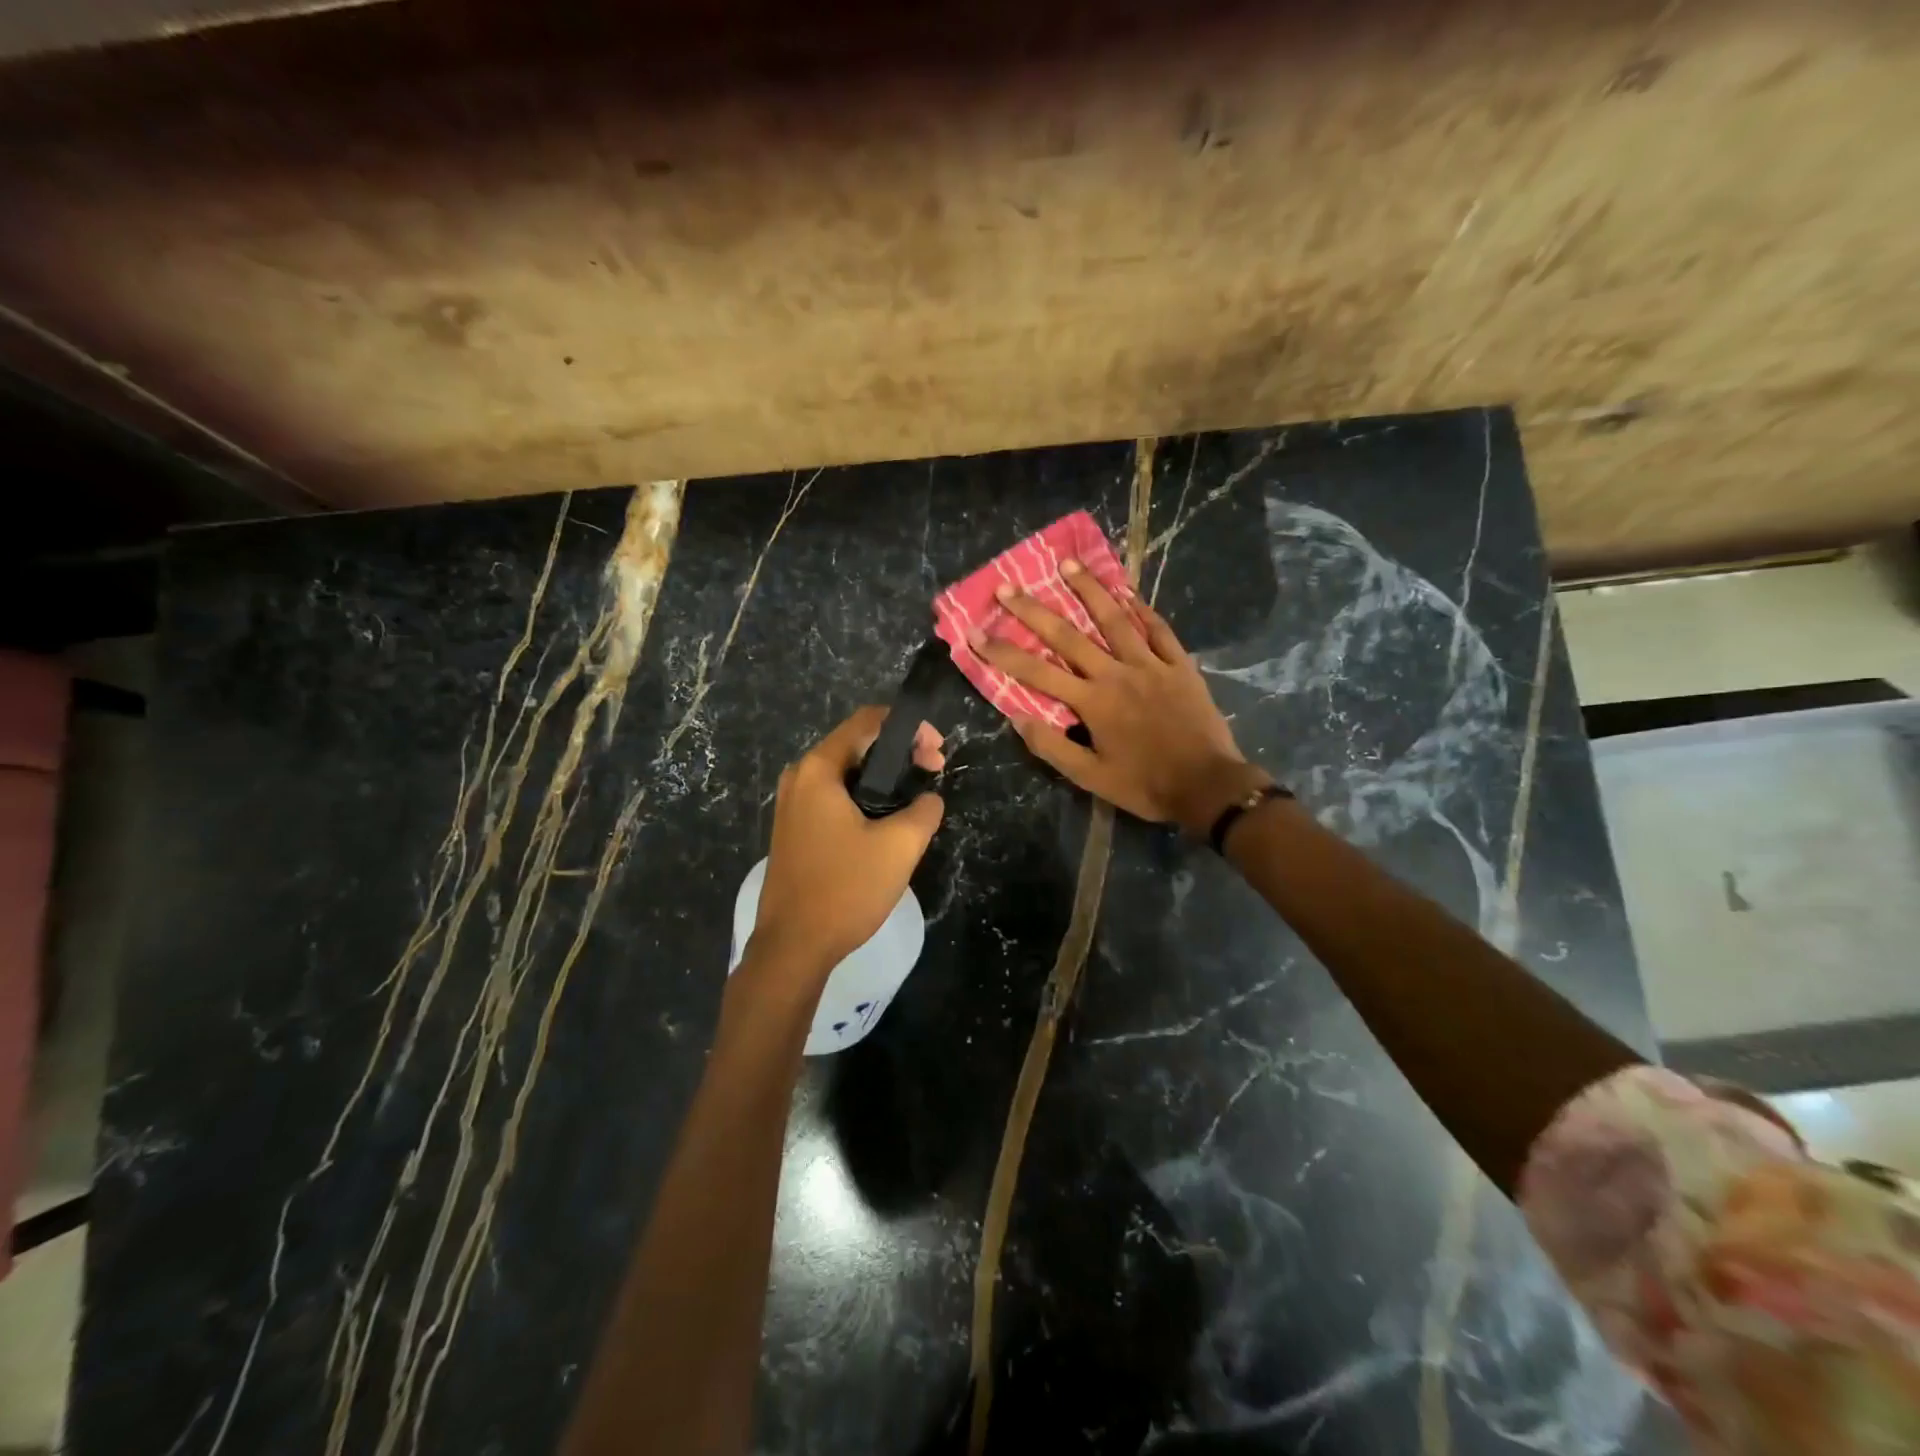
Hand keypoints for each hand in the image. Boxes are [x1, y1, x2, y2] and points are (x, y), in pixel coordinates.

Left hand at [751, 706, 945, 980]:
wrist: (793, 947)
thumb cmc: (845, 889)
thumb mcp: (899, 847)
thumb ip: (924, 810)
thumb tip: (929, 798)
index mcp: (818, 770)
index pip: (868, 721)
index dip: (910, 727)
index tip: (938, 753)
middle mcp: (799, 778)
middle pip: (856, 744)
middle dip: (900, 752)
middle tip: (934, 772)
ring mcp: (792, 804)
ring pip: (846, 773)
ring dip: (883, 777)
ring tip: (916, 798)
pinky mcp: (794, 829)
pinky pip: (834, 797)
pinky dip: (864, 796)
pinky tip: (887, 821)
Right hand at [969, 562, 1265, 834]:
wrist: (1207, 786)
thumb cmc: (1145, 785)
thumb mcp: (1090, 778)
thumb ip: (1053, 747)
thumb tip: (1017, 718)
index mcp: (1092, 702)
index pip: (1037, 672)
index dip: (1002, 652)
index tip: (975, 632)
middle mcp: (1117, 674)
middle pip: (1069, 636)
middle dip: (1034, 610)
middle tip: (1008, 586)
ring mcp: (1151, 665)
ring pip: (1116, 620)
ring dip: (1089, 590)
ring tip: (1067, 564)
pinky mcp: (1181, 666)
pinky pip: (1160, 630)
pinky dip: (1143, 610)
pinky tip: (1129, 593)